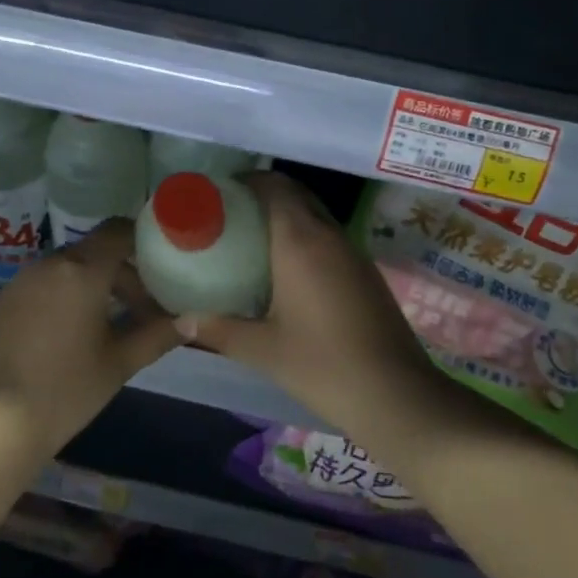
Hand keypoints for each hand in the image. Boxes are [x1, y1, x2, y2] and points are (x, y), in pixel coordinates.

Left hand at [0, 220, 179, 455]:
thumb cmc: (65, 389)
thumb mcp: (120, 363)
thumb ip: (158, 335)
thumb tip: (192, 320)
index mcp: (82, 271)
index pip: (118, 231)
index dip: (142, 240)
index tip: (161, 263)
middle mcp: (48, 265)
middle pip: (94, 252)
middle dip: (122, 274)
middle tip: (141, 310)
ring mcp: (19, 283)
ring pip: (66, 270)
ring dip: (92, 286)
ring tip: (106, 326)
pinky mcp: (0, 304)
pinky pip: (42, 287)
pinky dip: (63, 298)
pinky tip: (67, 337)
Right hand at [174, 174, 436, 428]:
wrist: (396, 395)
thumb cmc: (322, 366)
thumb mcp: (263, 350)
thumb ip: (219, 330)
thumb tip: (182, 322)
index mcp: (300, 241)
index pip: (274, 187)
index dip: (247, 182)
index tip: (220, 195)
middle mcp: (329, 236)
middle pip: (296, 195)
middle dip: (265, 196)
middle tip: (231, 217)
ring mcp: (353, 253)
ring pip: (316, 217)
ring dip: (288, 218)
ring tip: (253, 242)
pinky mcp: (367, 274)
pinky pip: (330, 239)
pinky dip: (307, 240)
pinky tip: (289, 273)